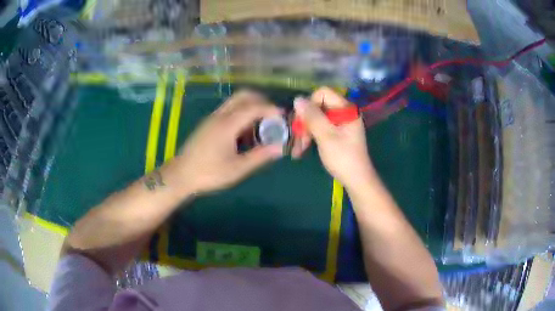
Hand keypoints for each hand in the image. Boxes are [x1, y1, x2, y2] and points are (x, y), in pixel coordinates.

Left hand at [166, 90, 283, 194]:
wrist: (181, 175)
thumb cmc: (208, 173)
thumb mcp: (237, 169)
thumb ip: (259, 156)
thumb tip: (279, 148)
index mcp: (227, 124)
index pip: (253, 107)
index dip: (271, 109)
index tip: (283, 117)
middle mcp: (220, 116)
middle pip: (243, 95)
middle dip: (261, 101)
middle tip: (273, 116)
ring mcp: (212, 118)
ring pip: (235, 101)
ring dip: (251, 106)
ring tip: (261, 124)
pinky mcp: (209, 123)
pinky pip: (229, 109)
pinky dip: (242, 112)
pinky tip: (245, 131)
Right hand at [292, 87, 376, 189]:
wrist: (356, 180)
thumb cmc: (343, 158)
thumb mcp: (325, 136)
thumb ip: (312, 116)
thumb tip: (297, 99)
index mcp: (346, 109)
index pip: (322, 93)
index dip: (310, 104)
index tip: (302, 121)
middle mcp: (344, 112)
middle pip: (318, 106)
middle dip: (306, 121)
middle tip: (298, 139)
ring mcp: (341, 123)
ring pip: (317, 118)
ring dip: (306, 131)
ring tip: (298, 149)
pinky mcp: (338, 133)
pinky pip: (321, 128)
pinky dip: (312, 136)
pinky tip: (303, 148)